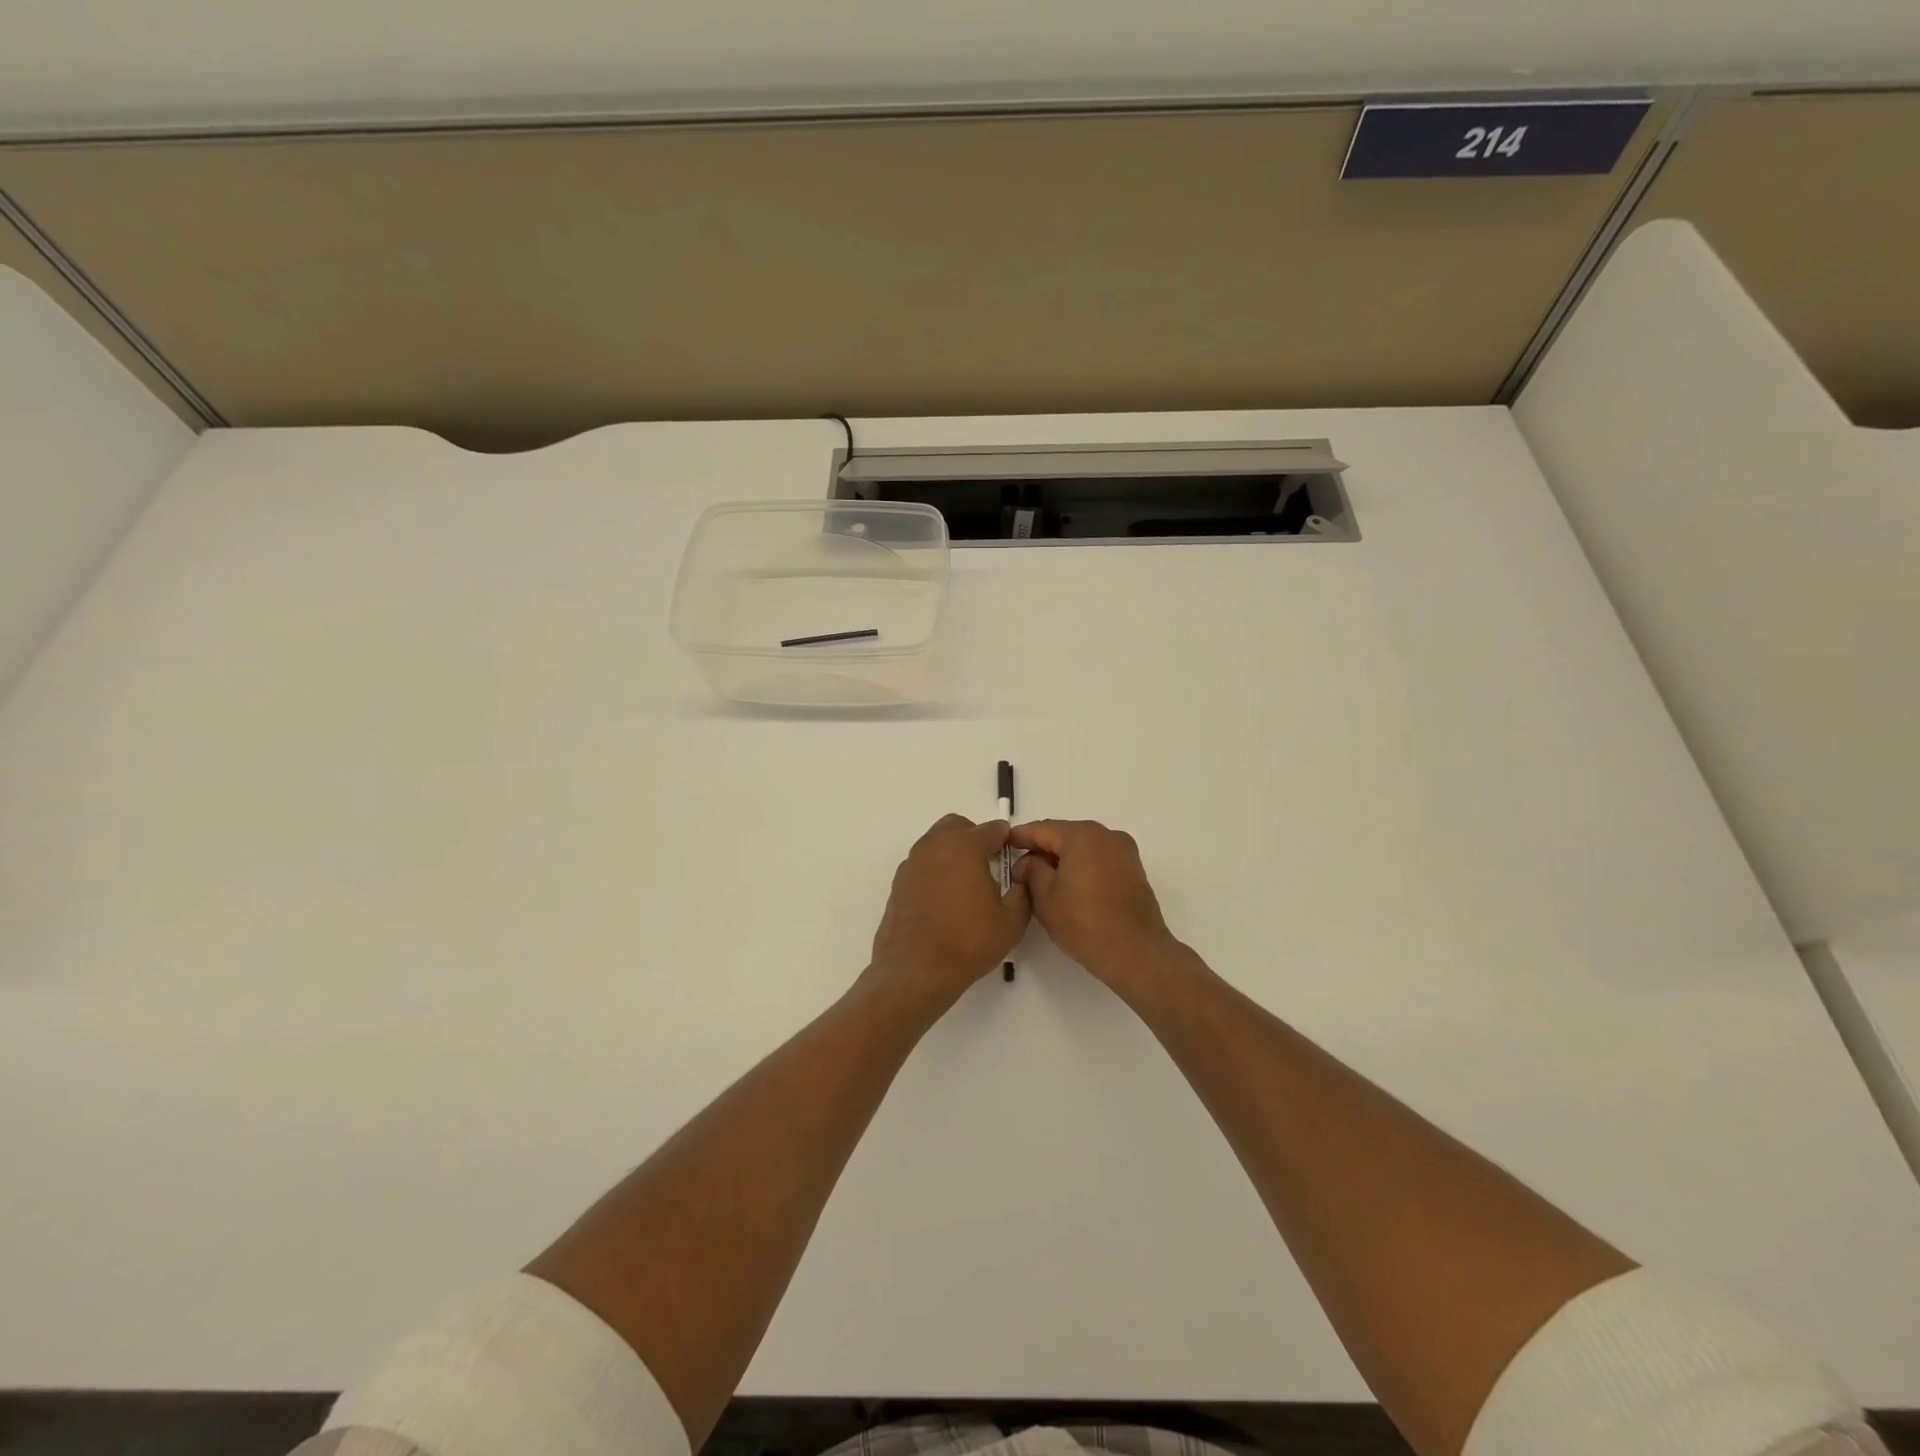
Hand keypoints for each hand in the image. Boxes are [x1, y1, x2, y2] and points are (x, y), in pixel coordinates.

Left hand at [866, 815, 1030, 1011]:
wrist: (915, 970)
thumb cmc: (968, 941)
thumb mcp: (1011, 922)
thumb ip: (1022, 894)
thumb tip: (1020, 881)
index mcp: (965, 846)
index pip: (993, 830)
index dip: (1007, 841)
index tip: (1014, 857)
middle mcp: (935, 846)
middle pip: (958, 827)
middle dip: (975, 838)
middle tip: (989, 865)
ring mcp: (912, 863)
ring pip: (936, 843)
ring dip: (953, 853)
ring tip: (966, 885)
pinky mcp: (898, 883)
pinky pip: (922, 865)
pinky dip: (935, 871)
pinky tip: (944, 900)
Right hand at [1010, 819, 1180, 989]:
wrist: (1136, 952)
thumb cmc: (1084, 923)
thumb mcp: (1045, 897)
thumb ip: (1031, 870)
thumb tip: (1028, 861)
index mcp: (1082, 836)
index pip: (1042, 829)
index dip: (1020, 836)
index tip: (1003, 845)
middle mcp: (1106, 835)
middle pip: (1065, 835)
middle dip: (1042, 848)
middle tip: (1020, 867)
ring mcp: (1124, 851)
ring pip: (1083, 847)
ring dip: (1062, 858)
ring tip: (1042, 879)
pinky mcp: (1133, 869)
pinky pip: (1099, 858)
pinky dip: (1081, 866)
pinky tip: (1068, 885)